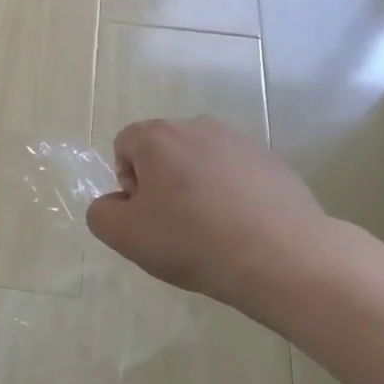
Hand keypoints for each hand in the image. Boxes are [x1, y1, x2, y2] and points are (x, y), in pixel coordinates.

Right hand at [85, 117, 339, 309]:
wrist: (281, 257)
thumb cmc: (192, 240)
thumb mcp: (125, 236)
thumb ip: (102, 213)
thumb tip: (116, 203)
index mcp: (159, 137)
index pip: (125, 144)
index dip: (127, 181)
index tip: (146, 215)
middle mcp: (199, 127)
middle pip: (164, 151)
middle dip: (162, 183)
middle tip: (175, 225)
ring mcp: (241, 142)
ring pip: (201, 162)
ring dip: (197, 188)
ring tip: (211, 230)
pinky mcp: (272, 163)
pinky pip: (236, 175)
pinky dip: (231, 195)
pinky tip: (241, 229)